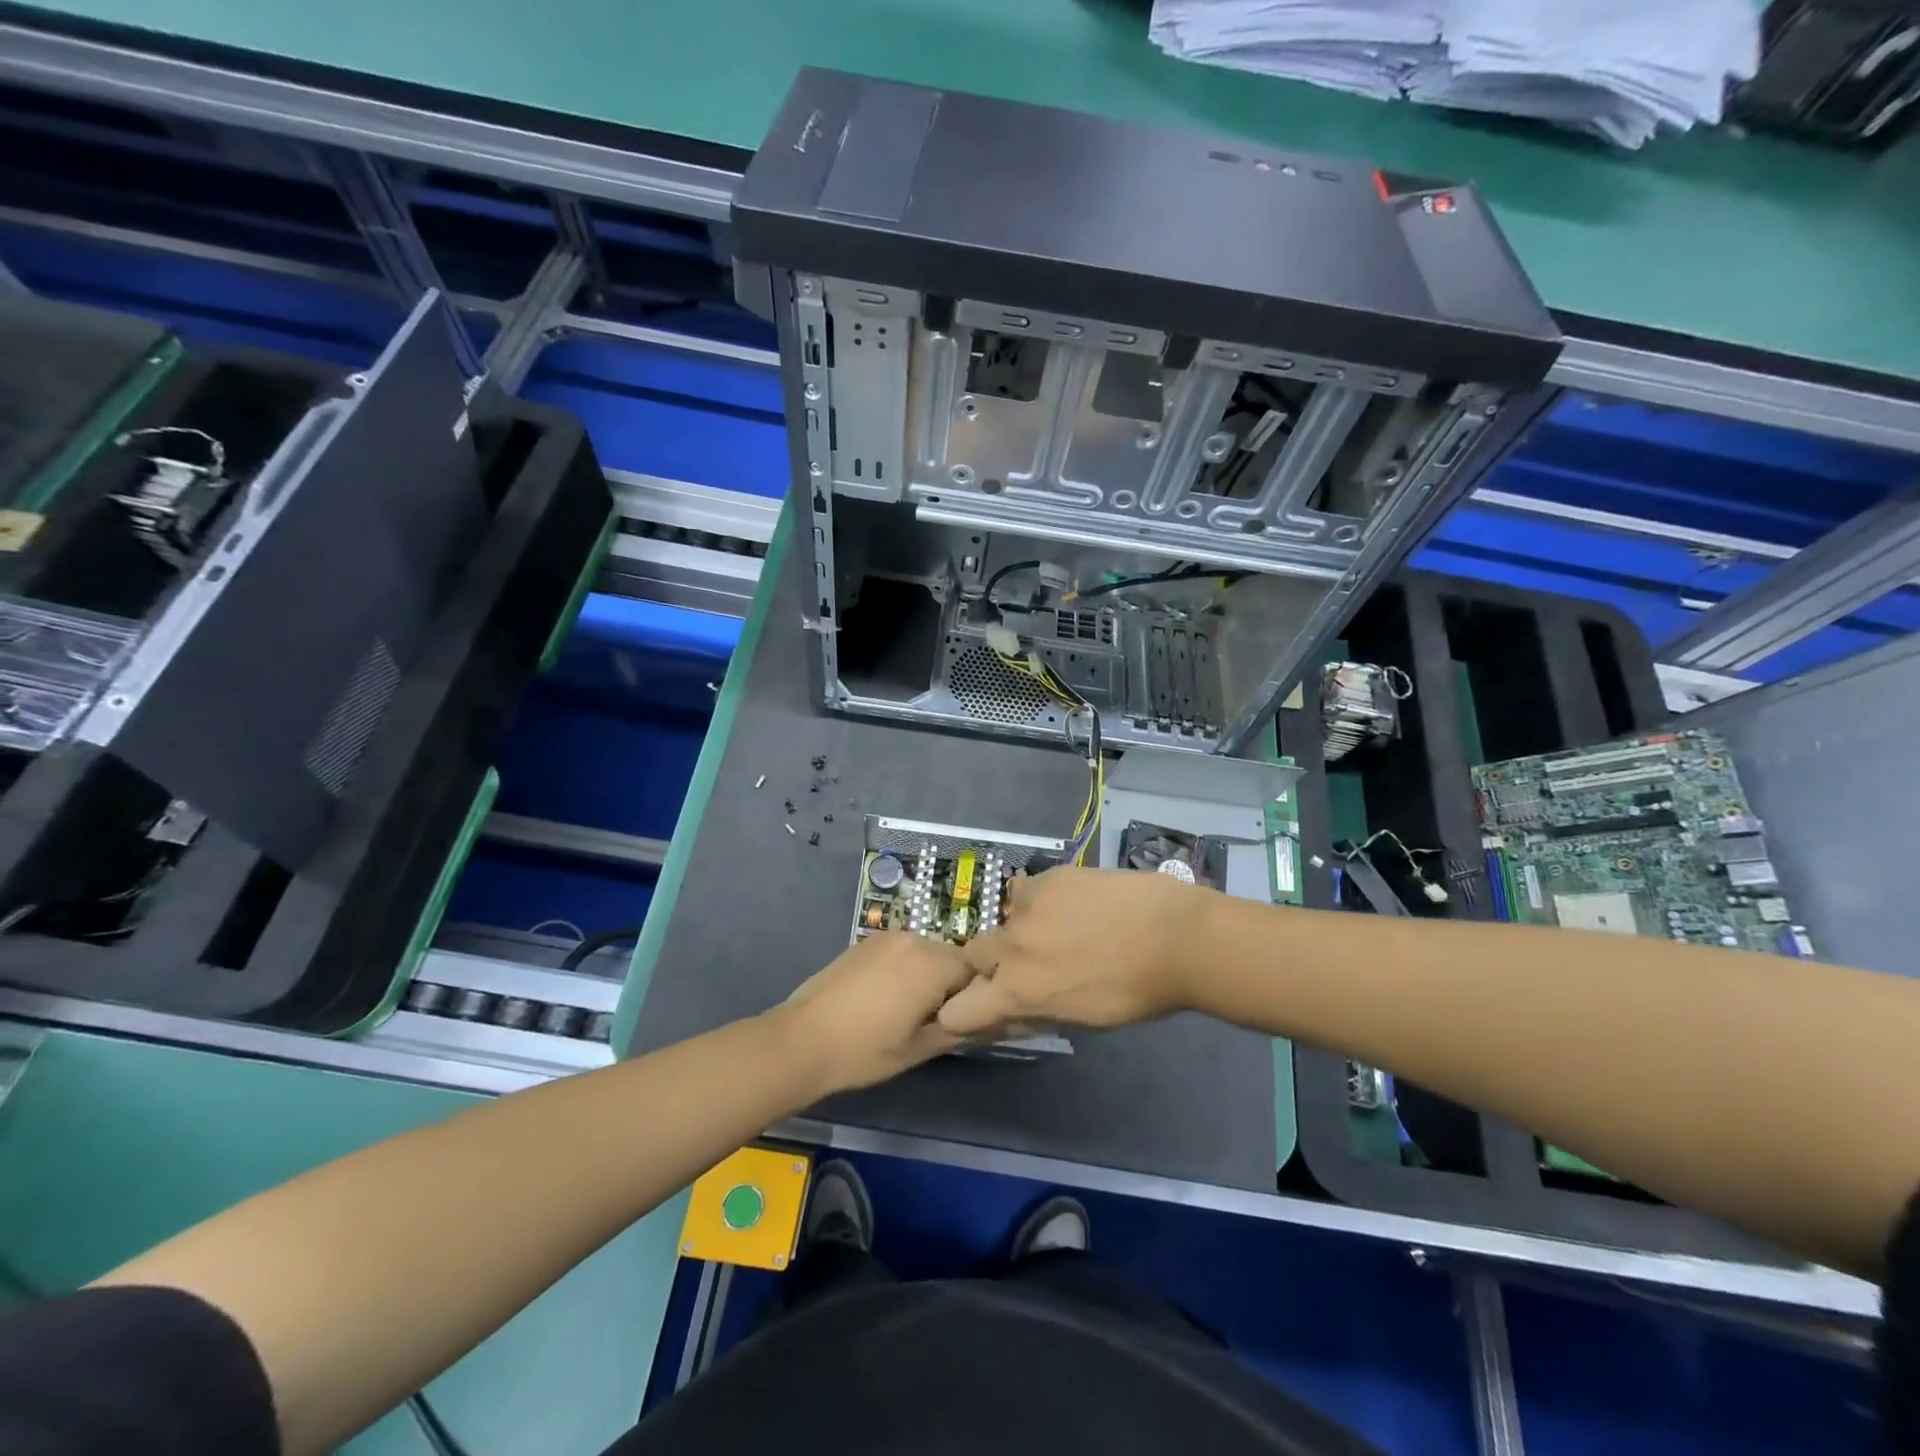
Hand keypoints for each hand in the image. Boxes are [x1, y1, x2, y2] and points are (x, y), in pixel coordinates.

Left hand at [778, 932, 974, 1093]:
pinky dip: (905, 969)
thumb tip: (985, 1023)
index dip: (975, 996)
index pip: (975, 970)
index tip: (963, 1020)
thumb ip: (957, 1029)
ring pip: (926, 953)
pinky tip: (888, 998)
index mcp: (931, 962)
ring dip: (927, 976)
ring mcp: (887, 937)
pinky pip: (901, 952)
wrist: (801, 1040)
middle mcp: (913, 939)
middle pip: (951, 957)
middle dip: (951, 984)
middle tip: (937, 1019)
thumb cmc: (864, 1050)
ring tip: (910, 1010)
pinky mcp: (866, 942)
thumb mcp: (918, 1049)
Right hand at [940, 867, 1209, 1039]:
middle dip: (989, 963)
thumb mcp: (1082, 1020)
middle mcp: (1011, 947)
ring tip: (1059, 928)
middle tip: (1027, 964)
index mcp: (1018, 993)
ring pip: (1004, 918)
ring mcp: (1028, 906)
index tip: (983, 1005)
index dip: (963, 1010)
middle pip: (972, 955)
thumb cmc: (1136, 993)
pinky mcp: (1048, 877)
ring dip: (1020, 929)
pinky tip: (1076, 904)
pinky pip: (1029, 891)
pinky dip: (1043, 901)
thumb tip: (1010, 1011)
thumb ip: (1036, 1012)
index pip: (956, 1011)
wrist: (1176, 936)